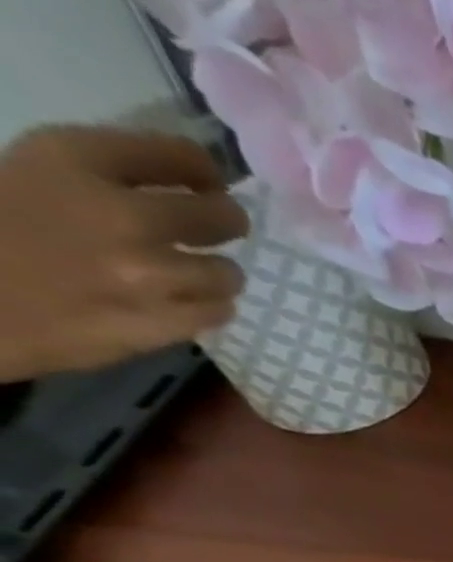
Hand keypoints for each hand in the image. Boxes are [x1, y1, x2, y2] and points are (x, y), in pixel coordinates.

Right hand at [0, 127, 247, 382]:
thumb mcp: (35, 170)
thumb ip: (104, 171)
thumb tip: (175, 179)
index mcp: (76, 161)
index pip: (181, 156)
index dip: (204, 170)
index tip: (208, 181)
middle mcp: (123, 217)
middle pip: (222, 218)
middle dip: (227, 220)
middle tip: (218, 225)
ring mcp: (150, 277)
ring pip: (227, 273)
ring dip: (216, 272)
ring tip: (193, 270)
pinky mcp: (165, 324)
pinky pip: (218, 311)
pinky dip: (208, 304)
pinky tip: (184, 299)